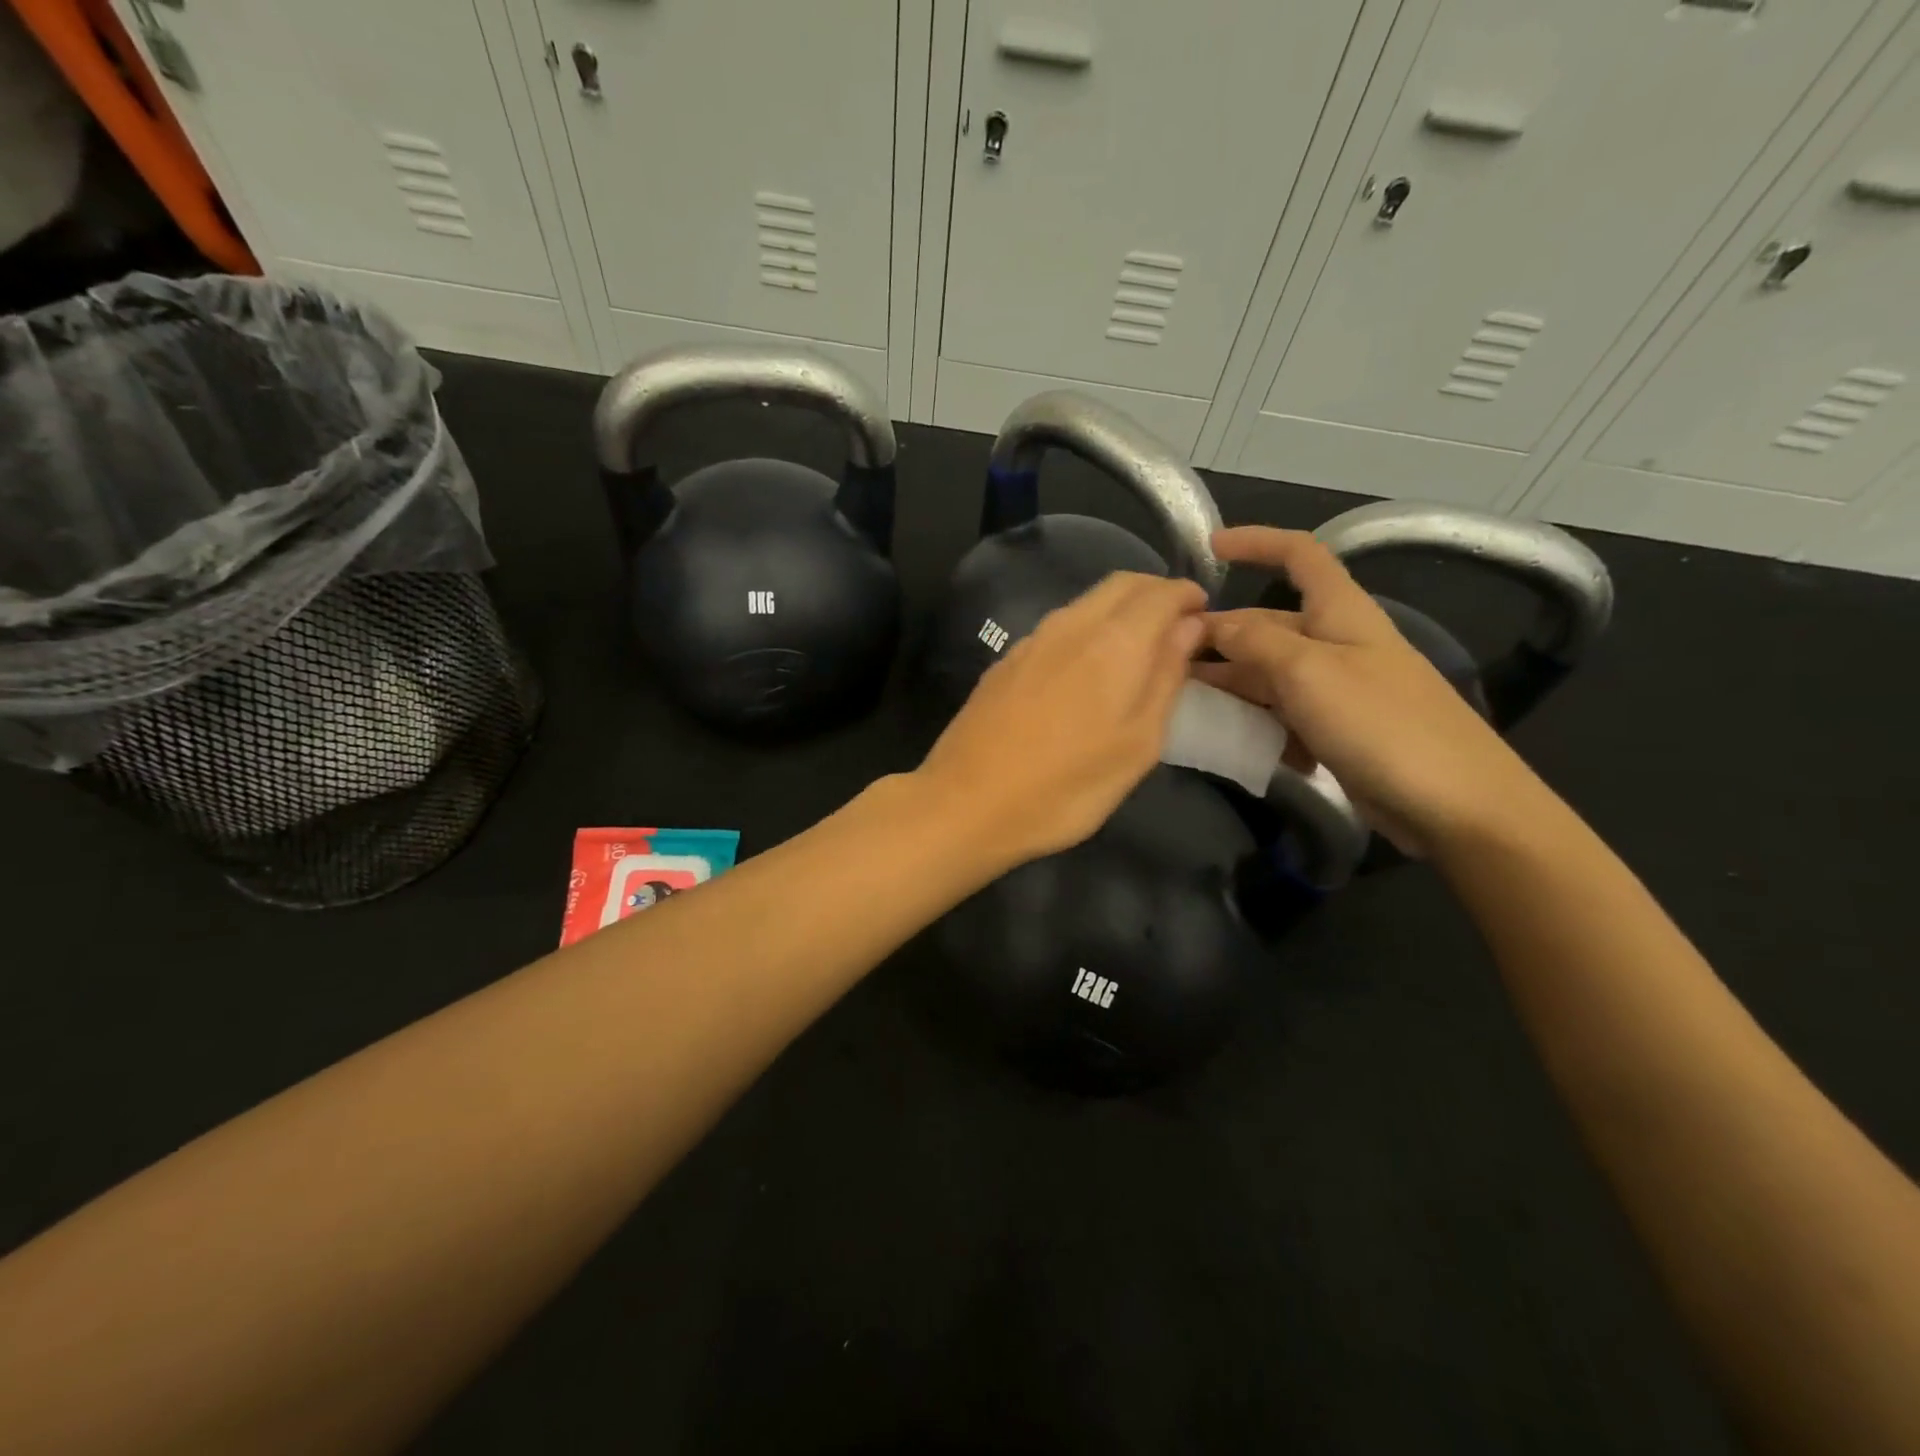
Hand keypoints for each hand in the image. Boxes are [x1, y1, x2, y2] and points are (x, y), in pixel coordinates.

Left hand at [917, 572, 1206, 865]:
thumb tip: (1188, 628)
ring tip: (1138, 647)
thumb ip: (1166, 679)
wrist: (966, 803)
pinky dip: (1088, 629)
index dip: (1187, 596)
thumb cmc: (1065, 787)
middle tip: (1176, 625)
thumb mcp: (1137, 745)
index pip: (1160, 592)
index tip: (1204, 614)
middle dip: (1155, 593)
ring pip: (1086, 602)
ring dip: (1120, 610)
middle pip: (1121, 584)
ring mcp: (1031, 641)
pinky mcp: (1006, 661)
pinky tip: (1088, 668)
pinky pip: (1059, 626)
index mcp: (1113, 642)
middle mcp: (1070, 626)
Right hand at [1193, 527, 1543, 855]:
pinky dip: (1256, 724)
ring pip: (1269, 674)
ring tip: (1183, 703)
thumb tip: (1214, 623)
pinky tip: (1233, 742)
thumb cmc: (1381, 722)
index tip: (1208, 548)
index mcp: (1340, 613)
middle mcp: (1336, 644)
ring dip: (1230, 685)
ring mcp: (1337, 691)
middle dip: (1220, 636)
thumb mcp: (1308, 671)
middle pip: (1269, 624)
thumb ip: (1255, 641)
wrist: (1454, 803)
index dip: (1256, 542)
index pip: (1300, 554)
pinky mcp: (1336, 732)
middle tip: (1168, 659)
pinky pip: (1283, 716)